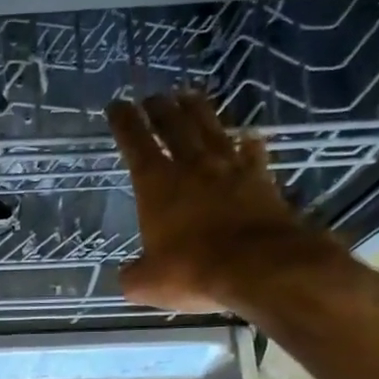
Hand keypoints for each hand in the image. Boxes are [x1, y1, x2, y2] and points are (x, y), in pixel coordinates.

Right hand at [109, 91, 340, 314]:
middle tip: (152, 97)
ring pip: (211, 129)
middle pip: (174, 125)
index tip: (116, 105)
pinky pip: (252, 153)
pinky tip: (248, 136)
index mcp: (156, 184)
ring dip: (199, 111)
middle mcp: (192, 166)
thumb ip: (134, 274)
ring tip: (190, 95)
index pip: (135, 143)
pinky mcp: (262, 181)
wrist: (262, 267)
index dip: (124, 122)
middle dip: (160, 108)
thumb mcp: (147, 283)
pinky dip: (248, 143)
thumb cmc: (193, 271)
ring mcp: (231, 170)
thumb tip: (129, 273)